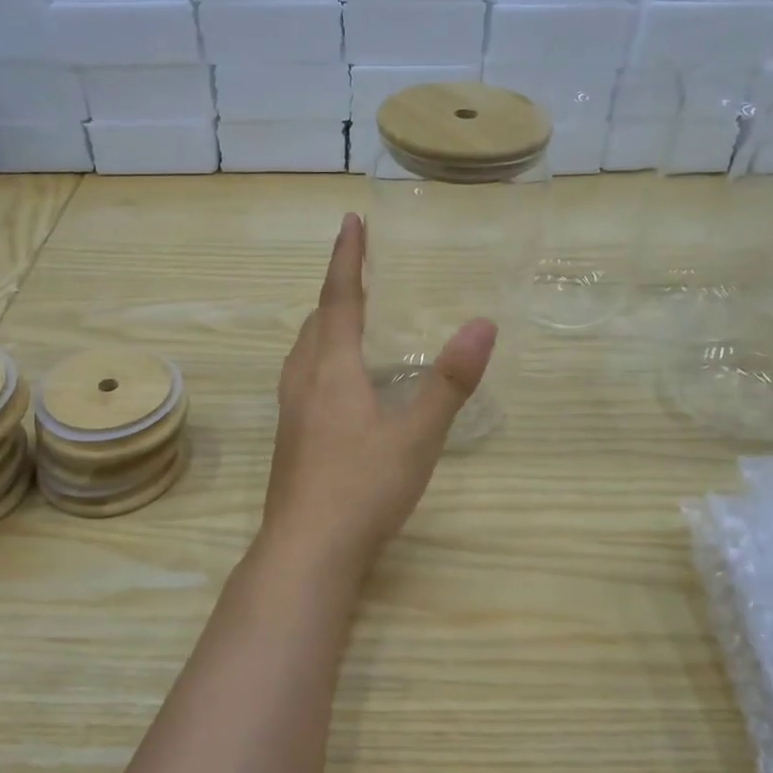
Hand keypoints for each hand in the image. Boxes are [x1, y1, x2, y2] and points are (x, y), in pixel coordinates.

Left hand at [261, 212, 495, 582]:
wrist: (306, 551)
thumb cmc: (363, 488)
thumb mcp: (417, 435)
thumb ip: (450, 381)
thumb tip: (483, 324)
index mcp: (330, 370)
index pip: (339, 298)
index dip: (347, 258)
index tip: (351, 221)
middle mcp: (302, 384)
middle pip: (314, 323)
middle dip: (336, 293)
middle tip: (361, 275)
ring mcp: (290, 415)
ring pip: (302, 354)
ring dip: (324, 328)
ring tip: (349, 323)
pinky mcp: (289, 443)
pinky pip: (302, 382)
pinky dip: (321, 362)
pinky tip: (339, 389)